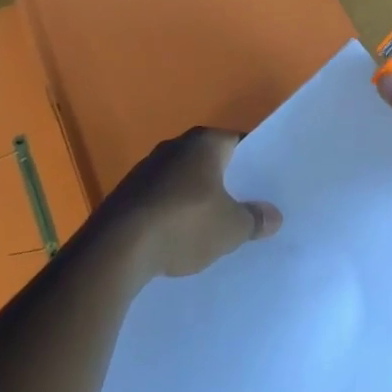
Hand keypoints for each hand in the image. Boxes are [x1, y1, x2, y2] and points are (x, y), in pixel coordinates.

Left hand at [101, 127, 282, 279]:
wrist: (117, 248)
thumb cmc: (184, 224)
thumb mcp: (231, 228)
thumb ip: (255, 219)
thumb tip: (274, 216)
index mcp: (204, 143)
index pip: (238, 143)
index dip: (255, 163)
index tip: (266, 184)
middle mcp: (174, 146)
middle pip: (211, 161)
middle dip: (226, 183)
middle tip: (246, 206)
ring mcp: (146, 169)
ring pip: (184, 181)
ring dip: (197, 199)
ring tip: (214, 226)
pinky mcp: (127, 195)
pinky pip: (162, 200)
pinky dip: (173, 214)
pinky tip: (180, 238)